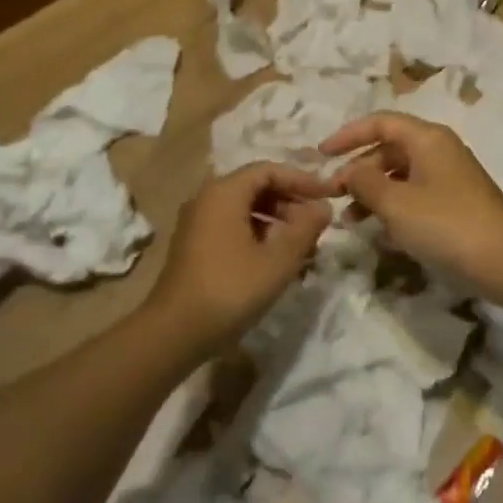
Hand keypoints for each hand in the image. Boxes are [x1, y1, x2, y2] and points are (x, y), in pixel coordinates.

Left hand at [145, 162, 333, 349]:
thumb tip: (324, 207)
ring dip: (276, 221)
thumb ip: (305, 229)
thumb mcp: (278, 260)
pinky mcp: (195, 246)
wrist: (174, 332)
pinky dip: (258, 234)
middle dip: (290, 202)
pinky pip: (233, 226)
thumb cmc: (230, 289)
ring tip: (302, 245)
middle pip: (256, 187)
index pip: (269, 170)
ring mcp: (197, 223)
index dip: (301, 180)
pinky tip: (276, 260)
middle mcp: (207, 199)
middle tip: (317, 224)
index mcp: (224, 192)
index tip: (328, 195)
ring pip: (245, 209)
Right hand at [320, 113, 502, 290]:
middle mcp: (439, 150)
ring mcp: (450, 177)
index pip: (380, 122)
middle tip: (333, 196)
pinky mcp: (456, 203)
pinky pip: (415, 194)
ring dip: (373, 192)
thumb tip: (348, 171)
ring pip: (400, 174)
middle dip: (358, 170)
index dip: (348, 135)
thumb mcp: (396, 203)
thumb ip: (364, 182)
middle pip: (389, 148)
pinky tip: (381, 232)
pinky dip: (393, 207)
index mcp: (427, 138)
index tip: (320, 155)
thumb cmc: (447, 225)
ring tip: (351, 220)